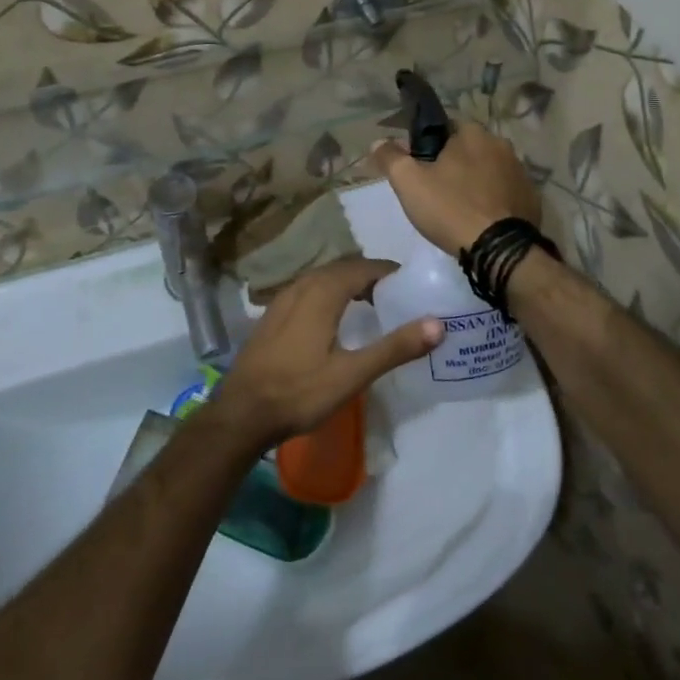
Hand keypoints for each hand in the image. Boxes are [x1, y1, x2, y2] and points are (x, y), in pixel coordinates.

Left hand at [210, 257, 442, 446]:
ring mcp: (282, 299)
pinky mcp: (273, 315)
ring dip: (349, 284)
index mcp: (322, 292)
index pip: (363, 267)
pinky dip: (330, 294)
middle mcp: (301, 286)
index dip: (389, 272)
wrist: (242, 412)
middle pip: (343, 269)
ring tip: (373, 304)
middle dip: (371, 276)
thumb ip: (395, 348)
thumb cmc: (299, 392)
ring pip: (323, 279)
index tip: (412, 284)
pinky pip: (308, 291)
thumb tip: (437, 323)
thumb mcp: (352, 374)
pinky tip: (335, 319)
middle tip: (398, 296)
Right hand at [370, 122, 541, 255]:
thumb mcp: (408, 182)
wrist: (499, 249)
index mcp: (472, 133)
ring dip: (474, 180)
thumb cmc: (450, 208)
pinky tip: (480, 218)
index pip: (444, 126)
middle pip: (468, 148)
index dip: (427, 144)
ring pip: (488, 169)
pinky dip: (492, 199)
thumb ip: (390, 157)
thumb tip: (378, 142)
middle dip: (452, 162)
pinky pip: (504, 191)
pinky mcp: (531, 197)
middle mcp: (501, 144)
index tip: (417, 164)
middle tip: (434, 188)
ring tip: (457, 205)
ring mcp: (521, 171)